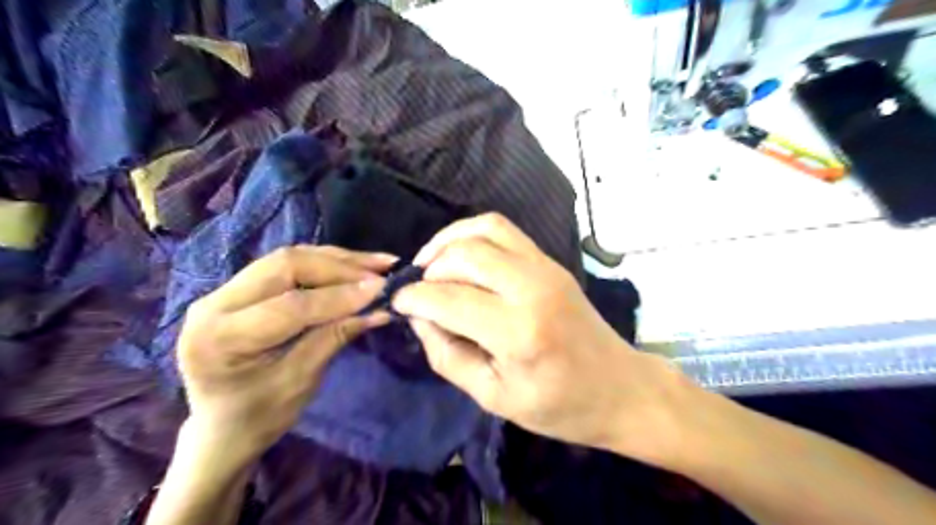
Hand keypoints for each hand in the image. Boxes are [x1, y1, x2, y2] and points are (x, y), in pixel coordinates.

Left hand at [176, 245, 392, 459]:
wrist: (218, 428)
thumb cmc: (257, 418)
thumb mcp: (301, 382)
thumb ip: (335, 337)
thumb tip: (378, 309)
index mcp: (221, 338)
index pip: (291, 305)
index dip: (340, 295)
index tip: (382, 289)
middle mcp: (213, 304)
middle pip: (286, 266)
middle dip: (341, 266)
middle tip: (382, 270)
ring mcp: (223, 291)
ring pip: (288, 258)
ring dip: (336, 259)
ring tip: (376, 262)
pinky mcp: (238, 288)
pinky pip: (286, 265)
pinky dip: (323, 263)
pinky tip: (351, 265)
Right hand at [393, 213, 689, 463]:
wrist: (620, 388)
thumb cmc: (559, 405)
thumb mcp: (493, 397)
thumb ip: (447, 354)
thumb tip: (419, 316)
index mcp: (518, 332)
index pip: (448, 299)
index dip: (413, 298)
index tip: (398, 303)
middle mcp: (532, 288)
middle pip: (465, 254)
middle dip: (430, 267)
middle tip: (419, 289)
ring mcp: (546, 268)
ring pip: (485, 228)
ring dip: (449, 241)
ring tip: (432, 264)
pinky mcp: (551, 262)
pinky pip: (505, 230)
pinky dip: (474, 235)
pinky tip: (461, 256)